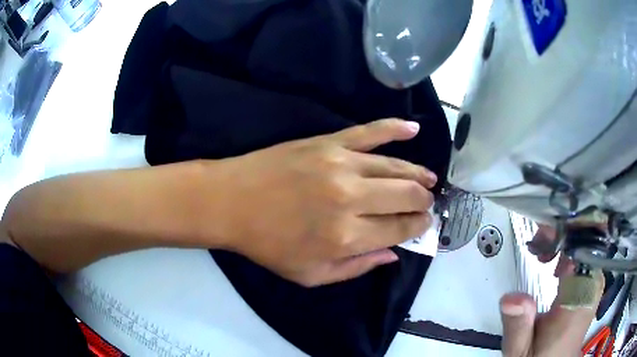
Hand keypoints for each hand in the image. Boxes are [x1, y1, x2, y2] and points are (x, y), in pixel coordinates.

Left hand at [209, 119, 435, 286]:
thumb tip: (393, 254)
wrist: (231, 201)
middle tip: (427, 203)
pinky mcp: (328, 142)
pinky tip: (414, 128)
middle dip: (423, 201)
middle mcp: (351, 199)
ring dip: (419, 174)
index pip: (399, 229)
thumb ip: (355, 269)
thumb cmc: (267, 244)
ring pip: (396, 167)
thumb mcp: (309, 275)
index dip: (418, 227)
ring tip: (430, 180)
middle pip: (406, 196)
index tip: (424, 224)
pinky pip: (370, 132)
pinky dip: (395, 128)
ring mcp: (341, 164)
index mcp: (346, 238)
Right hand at [500, 225, 603, 355]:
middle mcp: (592, 287)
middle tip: (539, 244)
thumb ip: (517, 326)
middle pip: (588, 240)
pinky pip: (587, 255)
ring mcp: (595, 284)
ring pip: (589, 244)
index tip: (540, 236)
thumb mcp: (520, 351)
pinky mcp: (592, 285)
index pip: (581, 249)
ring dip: (567, 241)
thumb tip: (511, 298)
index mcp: (578, 301)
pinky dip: (572, 251)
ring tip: (544, 255)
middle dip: (565, 232)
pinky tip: (556, 265)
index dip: (564, 232)